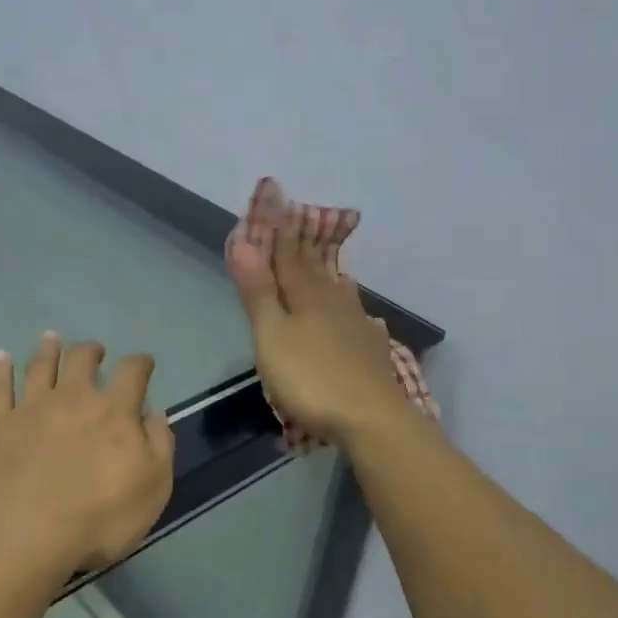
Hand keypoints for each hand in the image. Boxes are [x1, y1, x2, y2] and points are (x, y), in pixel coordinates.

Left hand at [0, 334, 175, 575]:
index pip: (132, 373)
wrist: (23, 536)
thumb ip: (159, 446)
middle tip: (95, 349)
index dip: (141, 363)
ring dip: (48, 349)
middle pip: (82, 360)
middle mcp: (73, 399)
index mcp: (114, 412)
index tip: (144, 363)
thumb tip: (155, 414)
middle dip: (91, 350)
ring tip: (51, 338)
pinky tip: (1, 357)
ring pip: (40, 366)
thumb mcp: (153, 488)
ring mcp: (30, 409)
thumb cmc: (98, 518)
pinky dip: (0, 369)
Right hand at [228, 209, 412, 446]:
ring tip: (329, 268)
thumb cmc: (311, 378)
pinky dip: (354, 312)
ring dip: (329, 277)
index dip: (278, 228)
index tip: (275, 198)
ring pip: (340, 293)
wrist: (372, 419)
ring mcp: (358, 326)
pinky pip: (360, 321)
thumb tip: (244, 243)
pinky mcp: (373, 351)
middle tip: (297, 225)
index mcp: (307, 296)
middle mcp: (335, 302)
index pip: (287, 254)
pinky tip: (364, 318)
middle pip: (314, 270)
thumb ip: (259, 292)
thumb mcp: (272, 336)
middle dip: (301, 248)